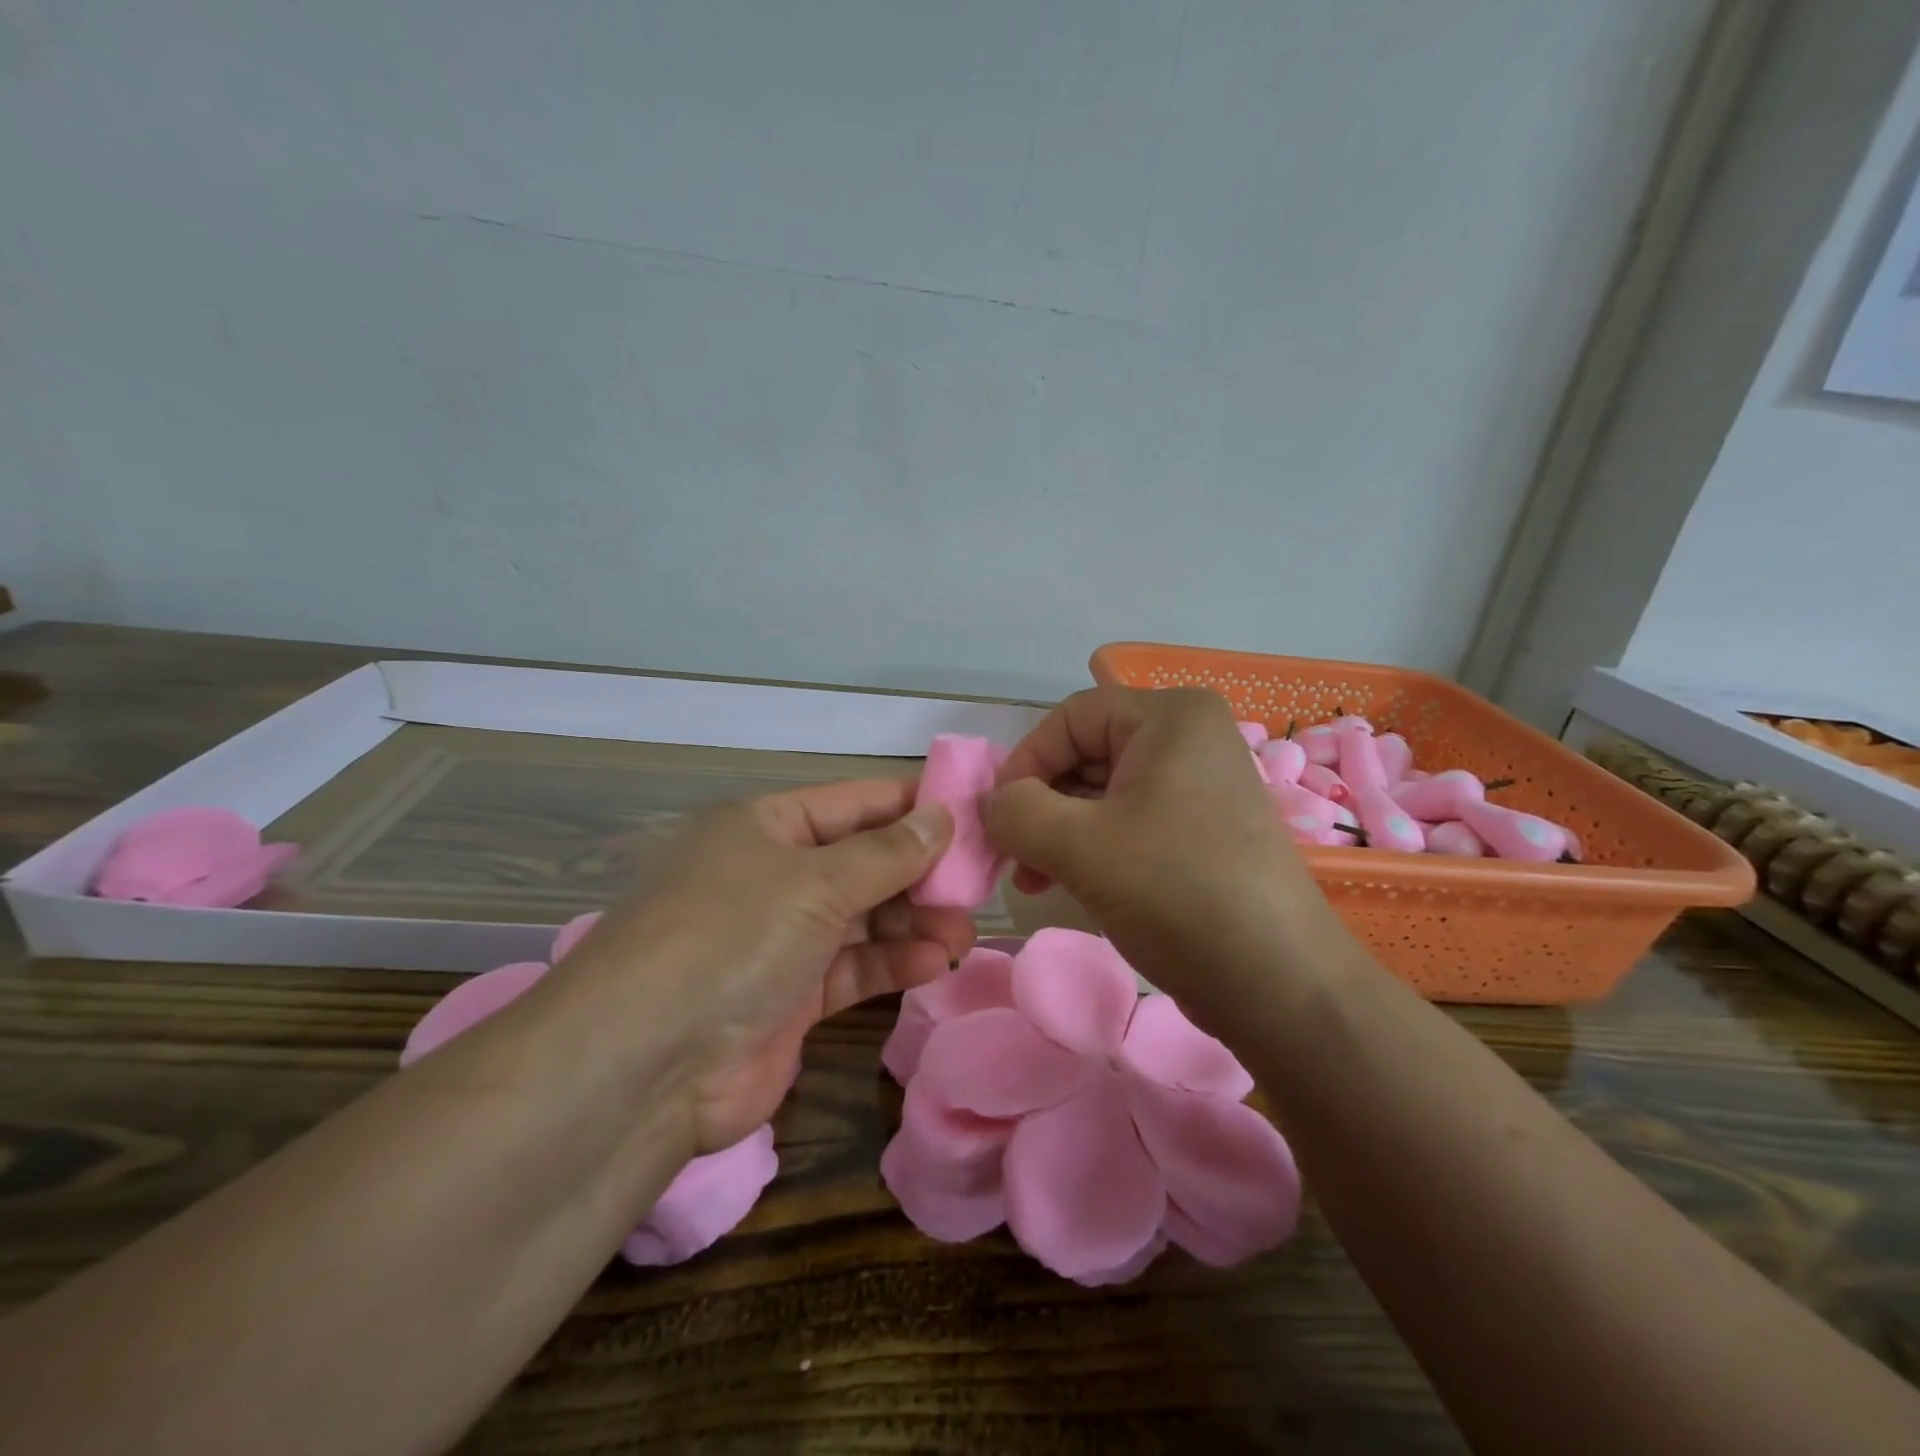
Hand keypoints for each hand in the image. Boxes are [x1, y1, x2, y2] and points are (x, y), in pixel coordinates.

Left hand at [568, 781, 972, 1154]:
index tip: (972, 813)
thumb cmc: (730, 936)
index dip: (912, 806)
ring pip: (863, 919)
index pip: (854, 803)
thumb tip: (944, 816)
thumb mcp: (814, 882)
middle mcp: (771, 876)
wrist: (643, 1066)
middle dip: (920, 874)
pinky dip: (892, 963)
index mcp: (764, 826)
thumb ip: (887, 853)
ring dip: (913, 923)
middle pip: (862, 862)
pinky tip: (934, 962)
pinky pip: (853, 968)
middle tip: (977, 886)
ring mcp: (779, 939)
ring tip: (963, 932)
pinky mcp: (789, 997)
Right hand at [984, 686, 1338, 1016]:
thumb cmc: (1177, 893)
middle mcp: (1188, 739)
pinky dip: (1090, 848)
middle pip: (1085, 754)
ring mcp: (1198, 787)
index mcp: (1171, 718)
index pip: (1070, 718)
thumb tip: (991, 805)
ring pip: (1102, 794)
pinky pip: (1128, 823)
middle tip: (1011, 857)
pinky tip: (1066, 885)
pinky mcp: (1200, 831)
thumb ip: (1016, 812)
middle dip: (1040, 805)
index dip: (1024, 762)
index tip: (998, 818)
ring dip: (1058, 833)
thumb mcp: (1081, 846)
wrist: (1279, 985)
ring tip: (1032, 880)